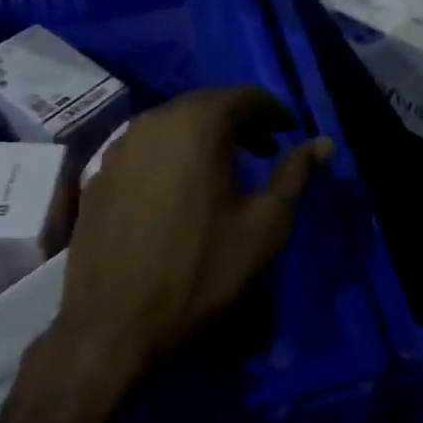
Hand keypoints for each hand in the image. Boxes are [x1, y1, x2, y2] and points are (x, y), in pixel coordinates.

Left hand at [50, 87, 332, 380]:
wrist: (111, 325)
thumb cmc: (199, 271)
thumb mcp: (264, 226)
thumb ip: (295, 176)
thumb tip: (324, 143)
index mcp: (197, 125)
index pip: (243, 97)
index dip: (272, 110)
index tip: (289, 132)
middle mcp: (154, 121)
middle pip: (205, 104)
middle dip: (239, 120)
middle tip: (264, 149)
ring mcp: (119, 146)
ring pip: (173, 123)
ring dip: (204, 135)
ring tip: (226, 168)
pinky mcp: (98, 172)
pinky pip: (146, 145)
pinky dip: (173, 152)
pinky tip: (181, 186)